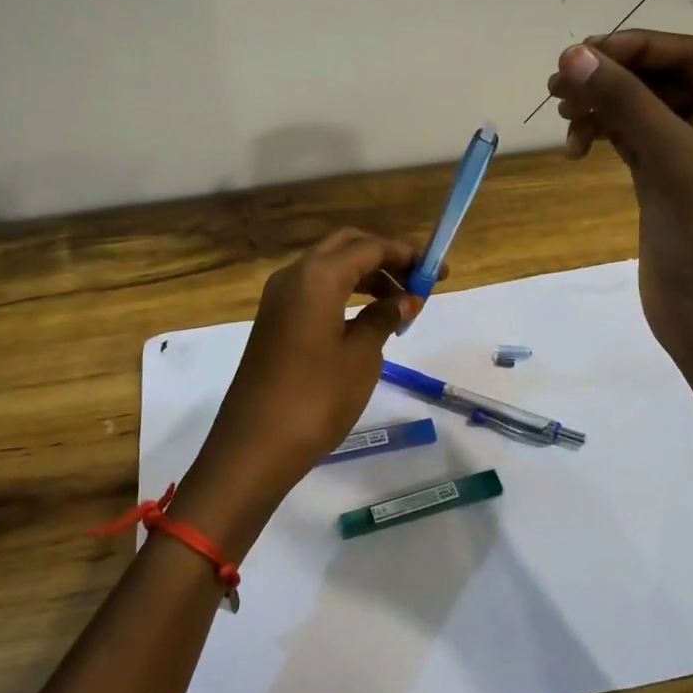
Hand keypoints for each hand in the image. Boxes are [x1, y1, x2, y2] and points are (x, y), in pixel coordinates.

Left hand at [170, 229, 422, 554]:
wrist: (255, 445)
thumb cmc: (316, 398)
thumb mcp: (362, 356)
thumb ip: (384, 318)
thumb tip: (405, 298)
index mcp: (316, 275)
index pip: (369, 247)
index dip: (407, 255)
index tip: (437, 273)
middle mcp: (293, 276)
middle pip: (345, 248)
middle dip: (384, 259)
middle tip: (416, 283)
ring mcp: (278, 299)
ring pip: (328, 269)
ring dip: (365, 277)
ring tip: (399, 305)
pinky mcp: (273, 321)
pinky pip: (314, 291)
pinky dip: (343, 294)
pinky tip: (366, 319)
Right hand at [546, 30, 692, 364]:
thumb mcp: (673, 160)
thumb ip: (625, 102)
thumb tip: (573, 55)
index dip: (636, 49)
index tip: (581, 52)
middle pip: (665, 82)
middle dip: (613, 81)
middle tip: (558, 83)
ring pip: (644, 110)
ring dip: (603, 108)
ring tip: (562, 115)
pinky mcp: (670, 180)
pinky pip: (633, 139)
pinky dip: (604, 135)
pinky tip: (576, 147)